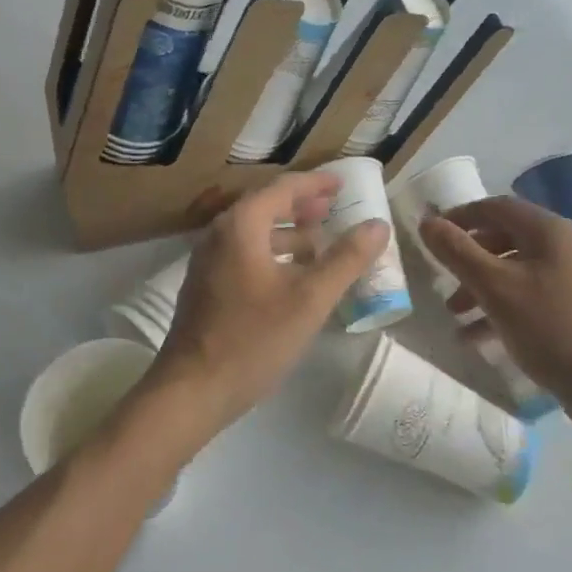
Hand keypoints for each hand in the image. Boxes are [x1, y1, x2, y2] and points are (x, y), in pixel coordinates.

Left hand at [147, 172, 388, 438]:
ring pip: (255, 233)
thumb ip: (346, 259)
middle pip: (266, 206)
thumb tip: (378, 225)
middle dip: (302, 206)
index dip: (316, 183)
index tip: (343, 182)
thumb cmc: (254, 339)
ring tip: (320, 242)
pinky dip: (273, 253)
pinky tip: (292, 276)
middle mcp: (220, 234)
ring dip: (288, 232)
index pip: (283, 188)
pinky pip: (245, 254)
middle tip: (334, 207)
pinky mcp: (206, 286)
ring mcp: (208, 261)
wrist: (193, 389)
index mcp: (242, 226)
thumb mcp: (310, 299)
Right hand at [421, 195, 571, 401]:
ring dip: (480, 286)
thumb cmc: (547, 326)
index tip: (433, 234)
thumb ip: (457, 252)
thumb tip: (427, 222)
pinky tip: (475, 335)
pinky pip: (528, 294)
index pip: (497, 207)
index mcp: (549, 231)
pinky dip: (500, 306)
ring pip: (514, 269)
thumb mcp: (493, 287)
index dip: (461, 216)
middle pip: (504, 238)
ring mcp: (571, 276)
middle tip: (443, 276)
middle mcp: (564, 245)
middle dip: (469, 258)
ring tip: (454, 313)